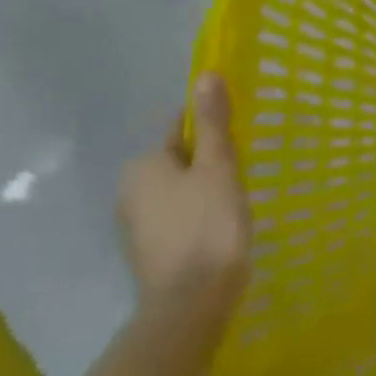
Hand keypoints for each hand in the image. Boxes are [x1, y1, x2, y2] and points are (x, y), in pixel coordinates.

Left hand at [118, 72, 251, 320]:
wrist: (192, 300)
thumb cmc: (209, 225)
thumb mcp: (218, 167)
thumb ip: (212, 123)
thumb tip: (206, 75)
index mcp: (144, 164)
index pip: (178, 128)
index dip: (211, 129)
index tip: (239, 140)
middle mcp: (130, 189)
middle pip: (179, 159)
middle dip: (209, 161)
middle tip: (244, 172)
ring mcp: (137, 223)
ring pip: (180, 189)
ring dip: (206, 188)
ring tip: (238, 201)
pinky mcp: (150, 249)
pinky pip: (179, 215)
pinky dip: (199, 214)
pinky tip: (222, 226)